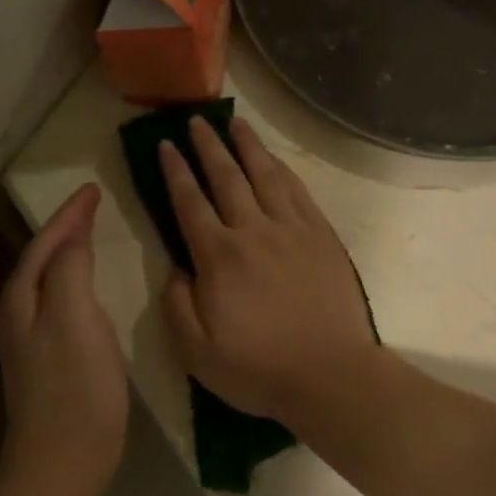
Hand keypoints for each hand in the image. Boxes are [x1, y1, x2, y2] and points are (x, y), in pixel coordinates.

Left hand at [0, 183, 128, 489]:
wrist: (63, 461)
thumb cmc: (74, 385)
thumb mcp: (74, 315)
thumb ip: (70, 268)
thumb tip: (73, 236)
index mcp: (23, 298)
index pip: (45, 242)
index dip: (69, 214)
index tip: (93, 188)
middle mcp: (20, 314)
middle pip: (42, 258)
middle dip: (65, 229)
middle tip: (93, 207)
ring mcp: (32, 341)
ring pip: (50, 280)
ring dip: (69, 254)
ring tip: (92, 236)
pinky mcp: (50, 361)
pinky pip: (61, 302)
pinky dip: (76, 282)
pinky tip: (91, 290)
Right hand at [159, 117, 376, 424]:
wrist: (330, 375)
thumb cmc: (259, 369)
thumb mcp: (196, 353)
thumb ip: (177, 305)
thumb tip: (175, 268)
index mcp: (219, 257)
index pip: (190, 202)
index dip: (175, 171)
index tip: (165, 145)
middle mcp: (254, 231)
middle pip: (226, 177)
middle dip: (208, 146)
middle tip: (196, 119)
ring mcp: (292, 230)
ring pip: (265, 175)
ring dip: (247, 146)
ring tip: (235, 122)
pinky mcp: (321, 236)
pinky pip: (298, 191)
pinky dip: (282, 169)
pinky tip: (274, 159)